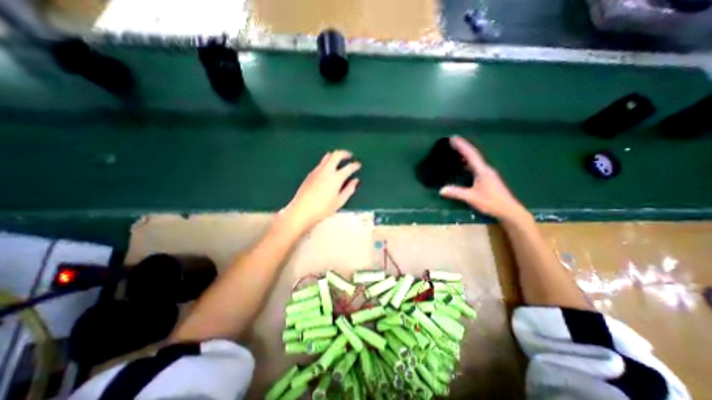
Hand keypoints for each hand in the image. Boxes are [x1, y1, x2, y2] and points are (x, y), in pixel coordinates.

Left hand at [280, 150, 361, 231]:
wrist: (301, 211)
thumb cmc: (322, 209)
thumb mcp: (339, 202)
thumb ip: (349, 190)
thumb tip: (355, 182)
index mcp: (336, 178)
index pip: (348, 168)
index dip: (355, 165)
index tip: (358, 165)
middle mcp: (326, 171)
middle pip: (336, 155)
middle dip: (344, 153)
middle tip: (349, 155)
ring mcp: (317, 171)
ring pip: (327, 157)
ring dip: (335, 156)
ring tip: (339, 160)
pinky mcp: (310, 174)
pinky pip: (321, 163)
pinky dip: (327, 162)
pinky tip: (329, 169)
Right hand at [437, 137, 529, 222]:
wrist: (509, 210)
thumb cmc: (491, 202)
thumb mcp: (472, 198)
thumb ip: (457, 193)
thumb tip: (441, 190)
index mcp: (482, 171)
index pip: (471, 155)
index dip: (462, 146)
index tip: (453, 138)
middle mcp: (486, 169)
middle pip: (473, 154)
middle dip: (463, 147)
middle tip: (452, 141)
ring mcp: (488, 173)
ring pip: (475, 160)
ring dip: (465, 153)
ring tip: (456, 150)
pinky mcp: (488, 178)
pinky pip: (476, 166)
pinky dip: (468, 161)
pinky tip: (463, 164)